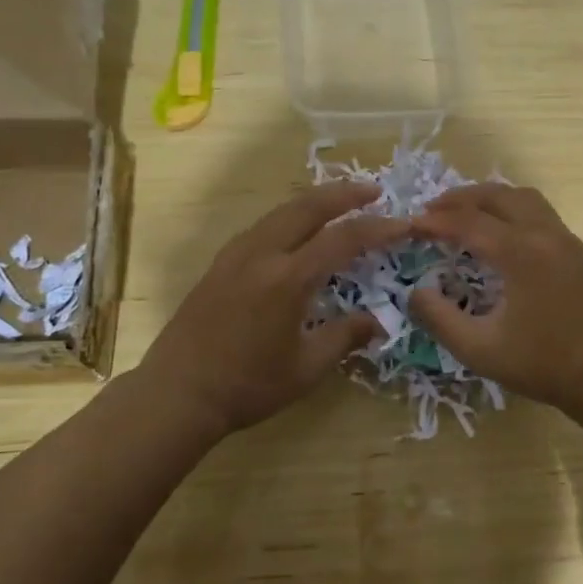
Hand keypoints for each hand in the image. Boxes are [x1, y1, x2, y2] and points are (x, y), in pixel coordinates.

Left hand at [138, 182, 407, 440]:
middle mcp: (261, 254)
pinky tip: (297, 229)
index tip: (405, 223)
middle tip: (374, 190)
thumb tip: (378, 321)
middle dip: (345, 193)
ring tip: (340, 202)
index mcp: (288, 278)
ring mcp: (236, 254)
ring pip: (281, 211)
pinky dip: (290, 216)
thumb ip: (345, 337)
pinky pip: (263, 225)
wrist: (178, 393)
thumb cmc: (247, 385)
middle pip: (308, 207)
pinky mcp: (220, 262)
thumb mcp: (306, 368)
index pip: (343, 238)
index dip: (379, 227)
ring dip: (315, 201)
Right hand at [407, 184, 582, 419]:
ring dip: (489, 198)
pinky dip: (511, 209)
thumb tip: (416, 292)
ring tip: (463, 213)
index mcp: (521, 253)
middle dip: (460, 199)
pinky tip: (499, 232)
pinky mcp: (578, 251)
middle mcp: (545, 234)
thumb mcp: (480, 350)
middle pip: (497, 196)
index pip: (468, 223)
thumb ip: (439, 319)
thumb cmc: (544, 366)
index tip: (409, 226)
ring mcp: (566, 239)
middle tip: (431, 212)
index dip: (435, 222)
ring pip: (523, 197)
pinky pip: (540, 212)